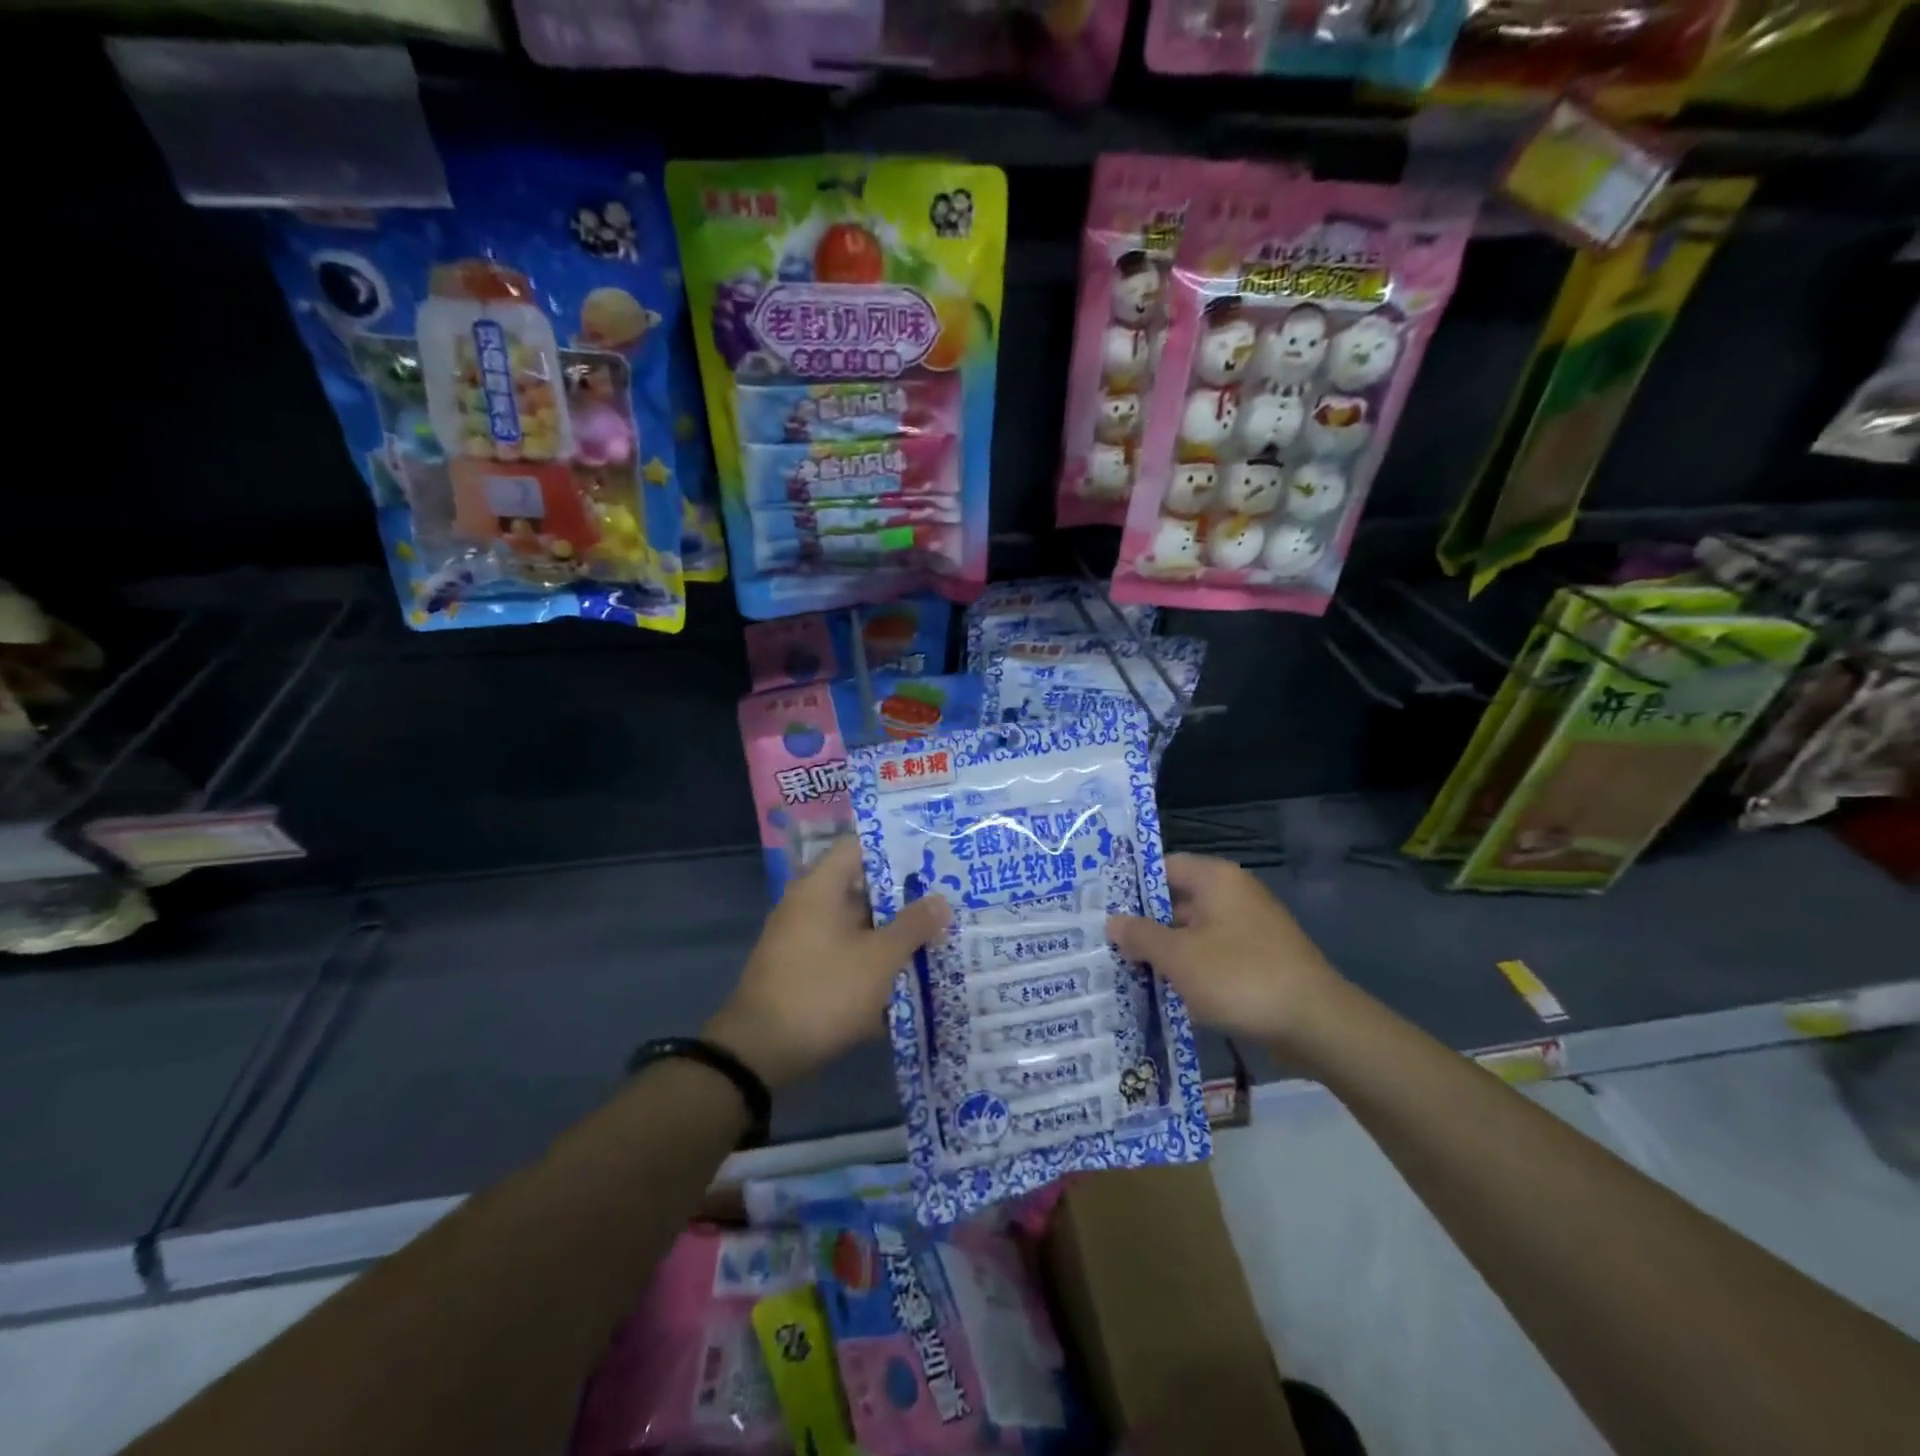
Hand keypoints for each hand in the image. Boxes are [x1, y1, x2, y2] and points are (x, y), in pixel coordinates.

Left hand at [706, 836, 949, 1086]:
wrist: (760, 1053)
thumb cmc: (824, 991)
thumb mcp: (879, 959)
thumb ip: (912, 926)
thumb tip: (940, 900)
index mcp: (820, 888)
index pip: (858, 847)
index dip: (894, 848)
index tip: (930, 858)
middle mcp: (807, 906)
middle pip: (860, 888)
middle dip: (902, 898)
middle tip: (943, 902)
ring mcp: (801, 940)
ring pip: (855, 926)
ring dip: (889, 934)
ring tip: (934, 939)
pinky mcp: (802, 972)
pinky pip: (844, 954)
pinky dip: (870, 961)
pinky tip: (904, 978)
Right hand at [1106, 854, 1343, 1052]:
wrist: (1317, 1023)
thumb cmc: (1239, 977)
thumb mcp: (1179, 957)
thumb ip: (1141, 936)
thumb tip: (1113, 922)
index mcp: (1216, 879)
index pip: (1164, 867)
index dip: (1132, 885)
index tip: (1102, 906)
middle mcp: (1234, 895)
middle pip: (1178, 900)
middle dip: (1145, 924)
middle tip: (1107, 942)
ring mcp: (1250, 928)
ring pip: (1194, 932)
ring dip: (1166, 951)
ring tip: (1127, 969)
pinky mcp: (1260, 960)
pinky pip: (1214, 955)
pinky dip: (1191, 969)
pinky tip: (1166, 991)